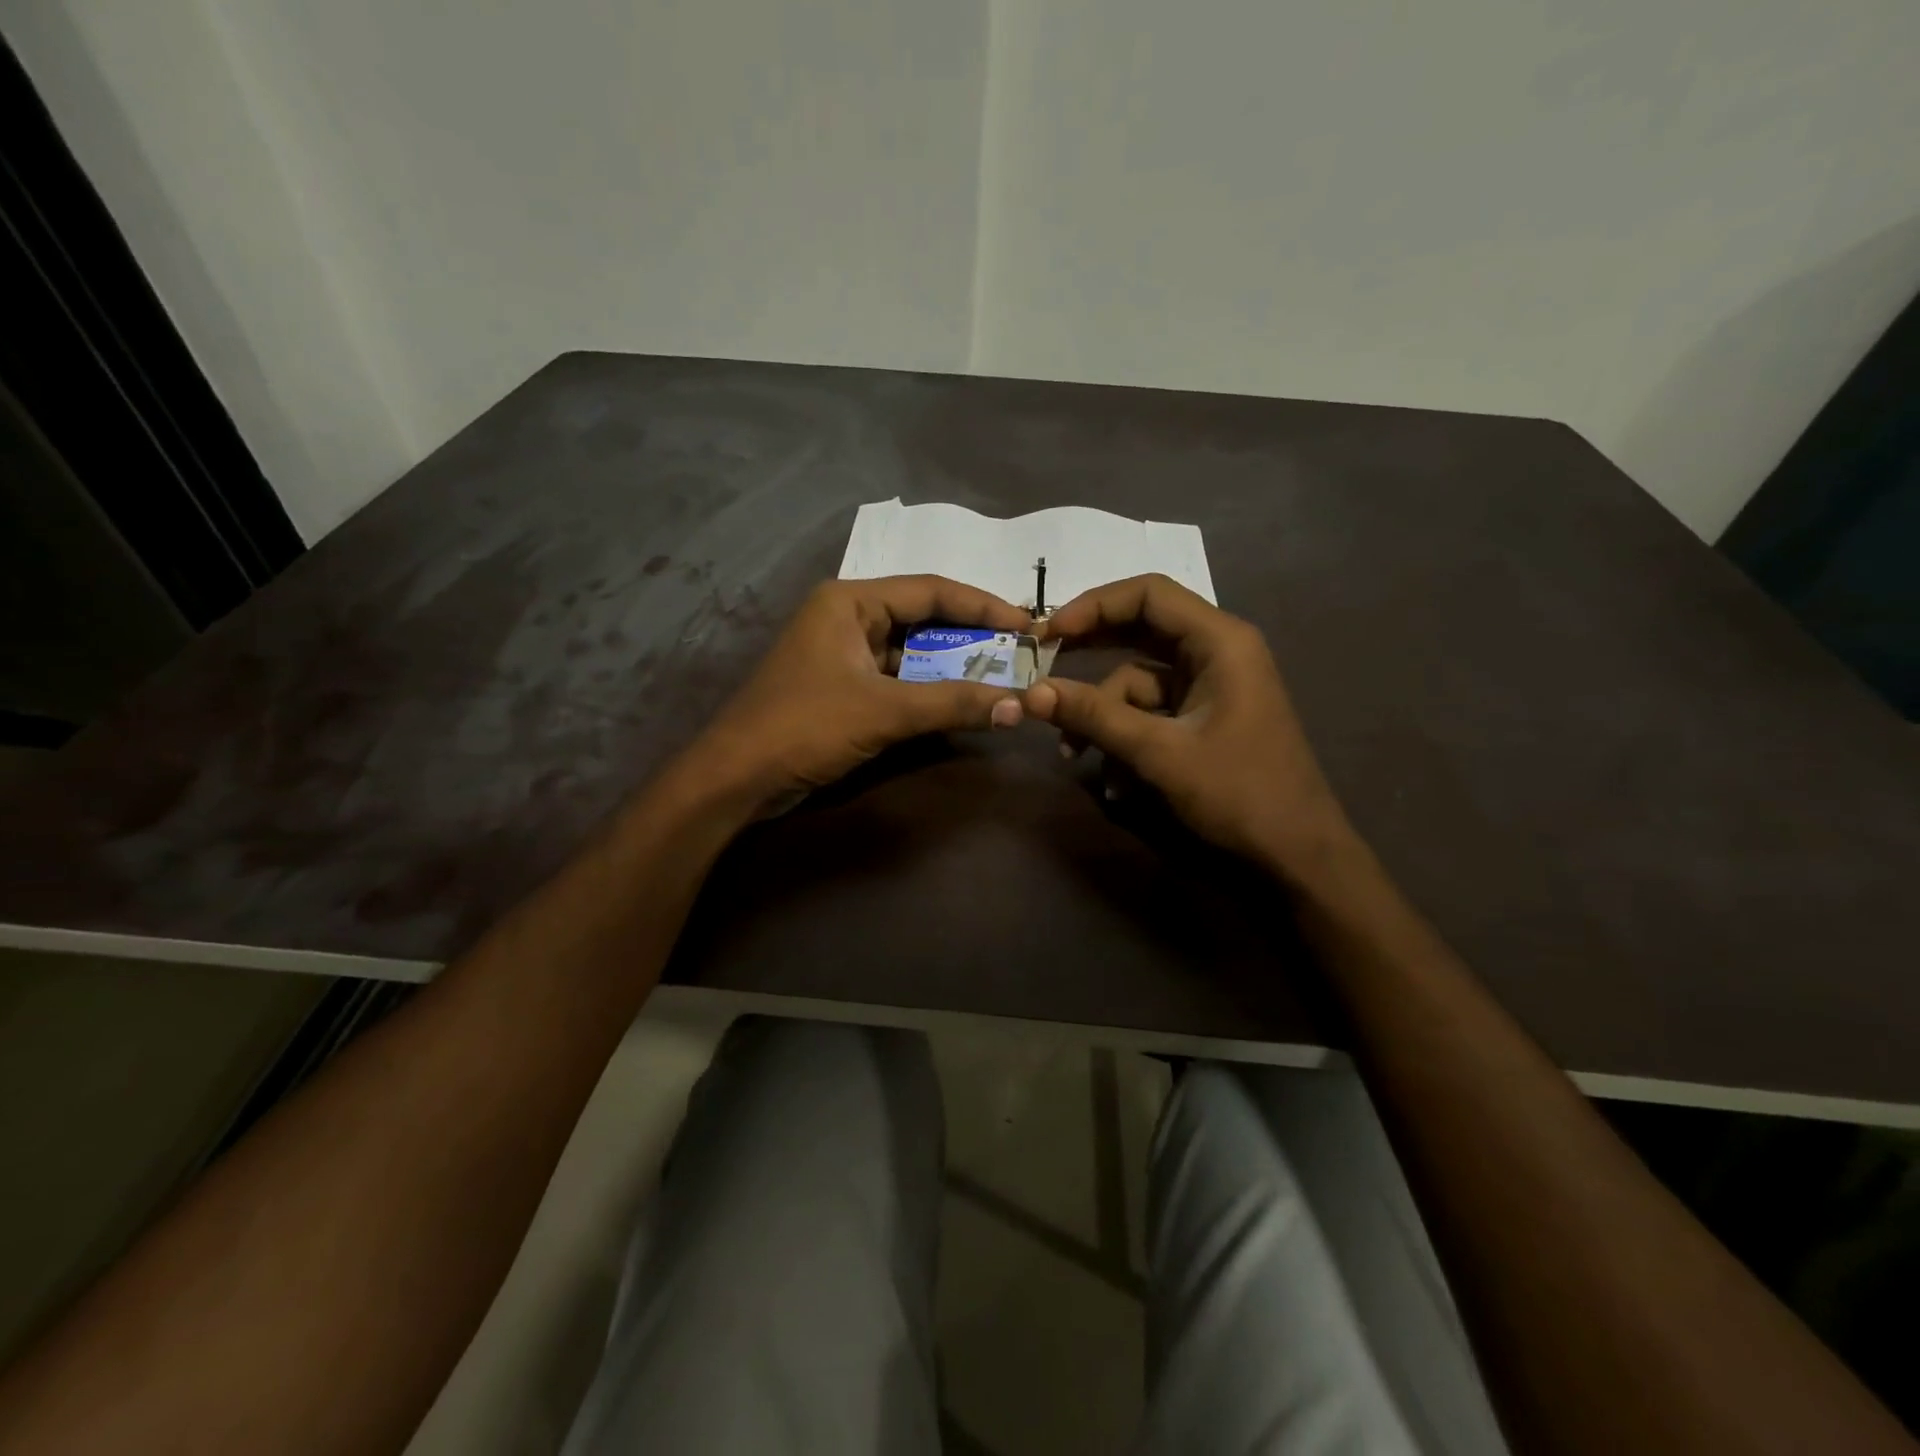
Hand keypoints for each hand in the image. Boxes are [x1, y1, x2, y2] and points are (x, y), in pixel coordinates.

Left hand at [681, 575, 1029, 810]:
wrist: (736, 778)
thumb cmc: (805, 727)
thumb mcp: (884, 711)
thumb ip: (952, 704)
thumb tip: (1019, 706)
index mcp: (850, 601)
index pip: (931, 590)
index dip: (984, 606)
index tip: (1028, 626)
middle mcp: (847, 618)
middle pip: (923, 619)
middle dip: (971, 638)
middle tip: (1019, 654)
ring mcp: (842, 654)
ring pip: (911, 652)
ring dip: (952, 668)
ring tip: (1000, 679)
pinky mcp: (842, 687)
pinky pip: (897, 679)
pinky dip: (928, 690)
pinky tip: (960, 703)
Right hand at [1025, 574, 1353, 872]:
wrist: (1297, 857)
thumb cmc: (1239, 794)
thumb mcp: (1159, 752)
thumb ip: (1095, 717)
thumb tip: (1032, 692)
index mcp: (1220, 642)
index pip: (1148, 595)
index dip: (1093, 606)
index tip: (1048, 634)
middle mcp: (1216, 653)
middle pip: (1140, 631)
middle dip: (1090, 654)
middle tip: (1043, 669)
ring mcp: (1210, 687)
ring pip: (1138, 681)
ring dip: (1103, 714)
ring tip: (1074, 754)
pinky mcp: (1203, 719)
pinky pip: (1151, 713)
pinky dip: (1125, 737)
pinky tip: (1111, 781)